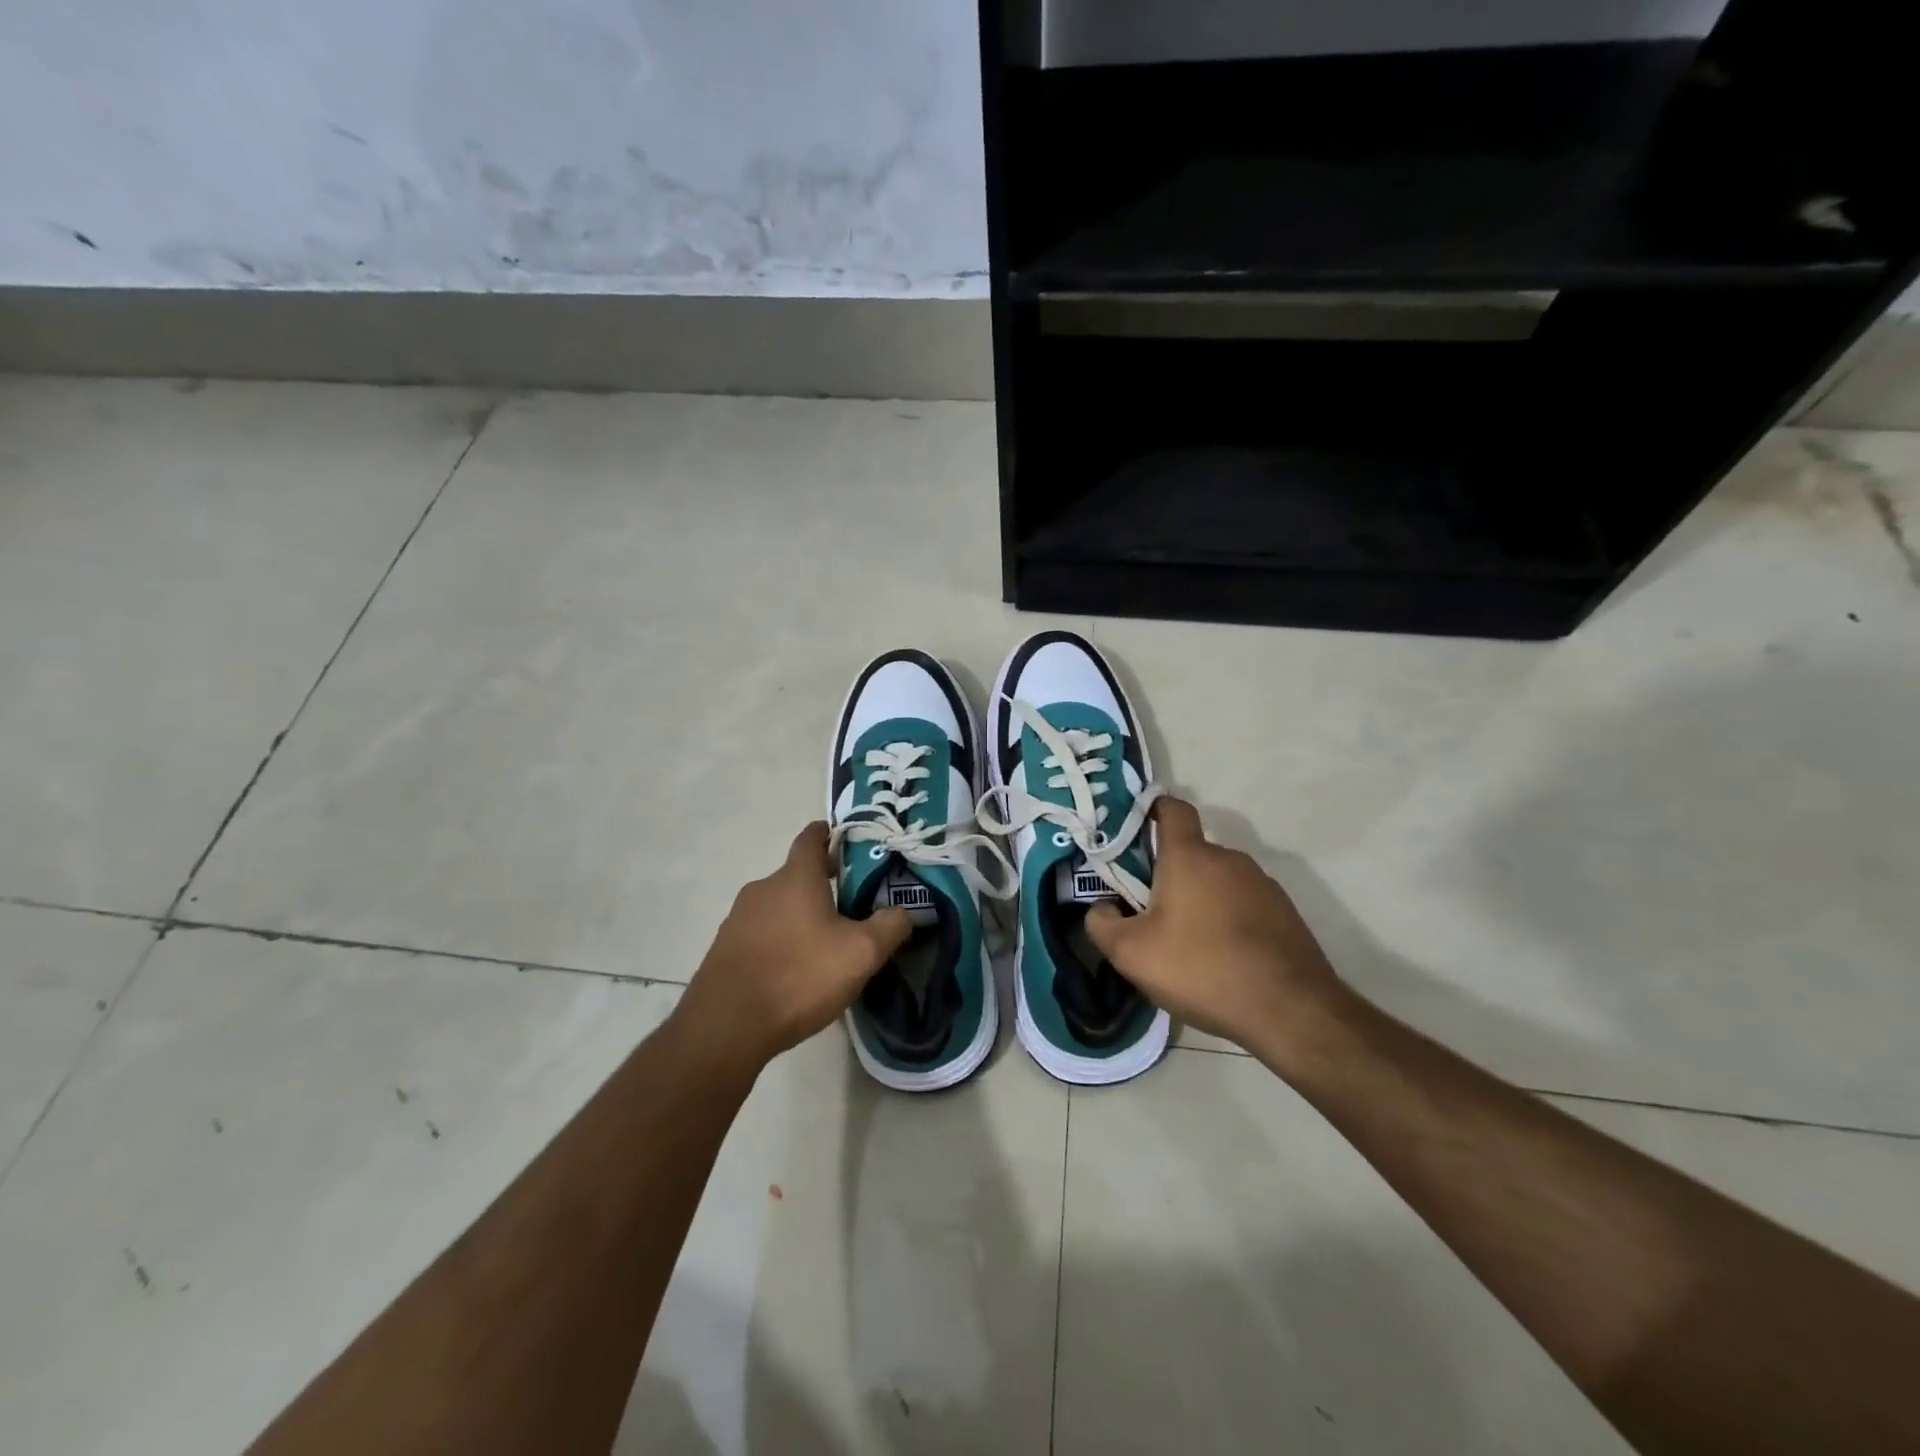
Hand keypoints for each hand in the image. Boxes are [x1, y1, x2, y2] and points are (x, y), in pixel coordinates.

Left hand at [670, 822, 910, 1078]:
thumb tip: (904, 912)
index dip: (831, 834)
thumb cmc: (799, 976)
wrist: (726, 1027)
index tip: (850, 842)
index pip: (811, 837)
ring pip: (779, 906)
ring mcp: (738, 918)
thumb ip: (890, 926)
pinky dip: (780, 940)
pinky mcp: (724, 948)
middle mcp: (762, 888)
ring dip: (801, 916)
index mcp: (795, 877)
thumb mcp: (861, 954)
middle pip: (797, 875)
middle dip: (824, 885)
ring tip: (826, 943)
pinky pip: (761, 933)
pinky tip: (795, 970)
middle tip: (853, 906)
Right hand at [1085, 798, 1345, 1064]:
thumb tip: (1103, 908)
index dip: (1151, 811)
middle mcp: (1229, 859)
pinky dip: (1227, 920)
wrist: (1290, 1011)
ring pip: (1217, 881)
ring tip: (1187, 945)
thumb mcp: (1131, 954)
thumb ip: (1102, 924)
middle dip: (1167, 875)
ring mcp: (1262, 885)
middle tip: (1149, 913)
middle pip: (1190, 853)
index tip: (1134, 832)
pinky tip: (1222, 959)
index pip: (1172, 809)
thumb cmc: (1202, 969)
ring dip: (1199, 900)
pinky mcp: (1285, 913)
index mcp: (1190, 856)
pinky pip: (1243, 904)